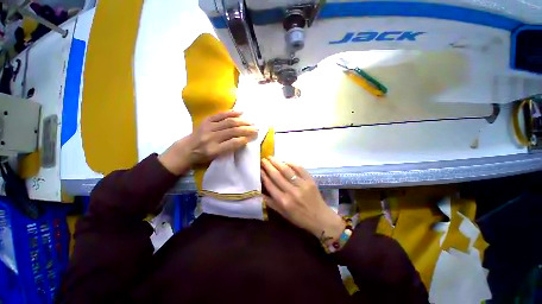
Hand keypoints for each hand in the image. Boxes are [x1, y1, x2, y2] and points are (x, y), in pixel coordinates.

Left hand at [159, 111, 256, 174]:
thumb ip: (229, 149)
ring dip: (242, 121)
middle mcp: (211, 138)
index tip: (253, 137)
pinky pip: (220, 114)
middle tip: (256, 128)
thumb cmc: (203, 156)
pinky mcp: (206, 120)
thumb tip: (243, 140)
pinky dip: (231, 113)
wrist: (186, 149)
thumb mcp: (216, 157)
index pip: (232, 143)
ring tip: (251, 122)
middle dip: (246, 129)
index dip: (244, 139)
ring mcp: (208, 127)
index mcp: (213, 150)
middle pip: (232, 131)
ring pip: (228, 122)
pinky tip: (240, 112)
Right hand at [261, 156, 344, 241]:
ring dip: (277, 162)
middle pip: (277, 176)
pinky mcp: (310, 180)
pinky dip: (292, 163)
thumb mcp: (283, 214)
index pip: (270, 185)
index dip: (263, 175)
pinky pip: (300, 169)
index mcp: (283, 201)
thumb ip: (271, 203)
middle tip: (263, 159)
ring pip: (287, 170)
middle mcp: (291, 192)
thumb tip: (259, 193)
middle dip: (268, 166)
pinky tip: (286, 161)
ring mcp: (302, 185)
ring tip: (271, 157)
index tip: (259, 168)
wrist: (320, 218)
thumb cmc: (300, 218)